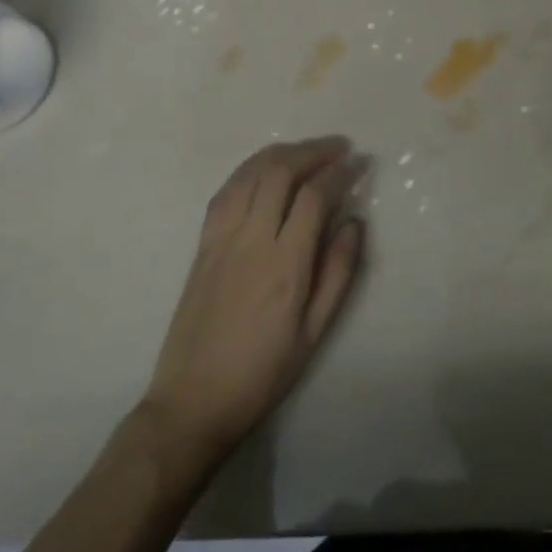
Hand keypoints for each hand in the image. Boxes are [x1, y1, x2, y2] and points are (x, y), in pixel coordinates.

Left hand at [141, 137, 364, 468]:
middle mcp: (251, 240)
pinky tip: (265, 170)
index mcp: (284, 264)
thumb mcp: (314, 333)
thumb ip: (338, 273)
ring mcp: (221, 239)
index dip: (340, 172)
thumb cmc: (261, 373)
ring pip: (250, 174)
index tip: (360, 163)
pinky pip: (226, 191)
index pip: (314, 196)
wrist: (192, 403)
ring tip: (306, 151)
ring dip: (281, 153)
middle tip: (338, 148)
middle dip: (312, 151)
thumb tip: (355, 223)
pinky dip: (250, 170)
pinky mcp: (202, 245)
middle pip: (280, 172)